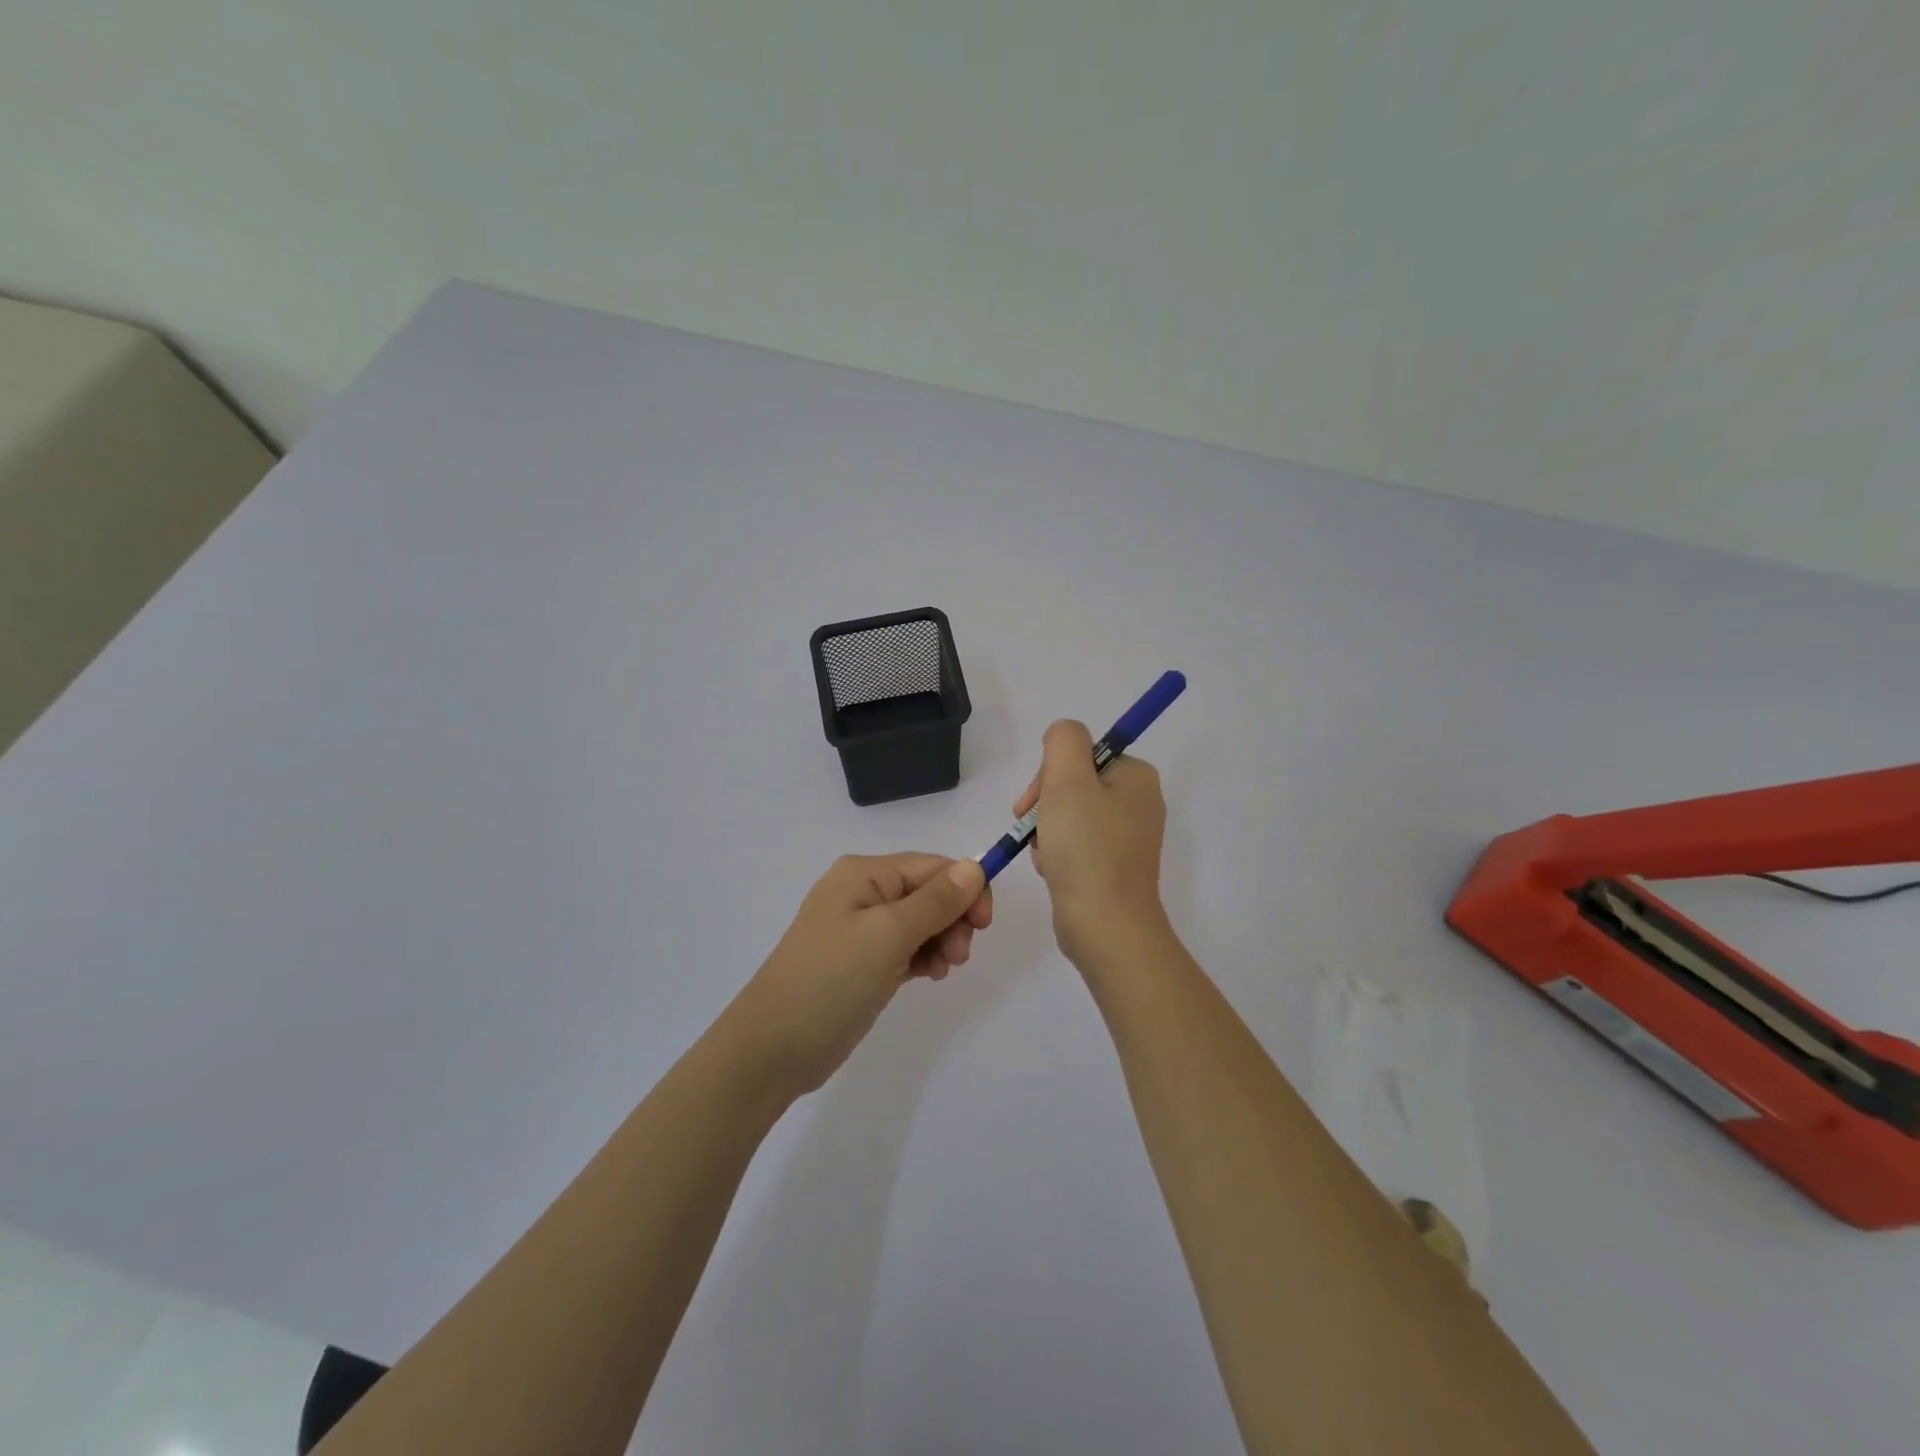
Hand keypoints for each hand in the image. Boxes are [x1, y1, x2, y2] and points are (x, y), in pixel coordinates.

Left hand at [723, 853, 992, 1098]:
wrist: (772, 1049)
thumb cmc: (831, 980)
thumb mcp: (888, 935)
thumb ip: (936, 900)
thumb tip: (975, 865)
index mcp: (864, 873)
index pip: (933, 866)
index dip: (966, 888)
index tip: (985, 925)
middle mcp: (863, 892)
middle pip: (929, 892)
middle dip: (953, 918)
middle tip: (959, 955)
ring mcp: (861, 929)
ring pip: (922, 921)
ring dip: (942, 939)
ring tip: (943, 969)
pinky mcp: (863, 962)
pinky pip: (907, 947)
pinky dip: (925, 957)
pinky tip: (930, 975)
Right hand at [1013, 720, 1167, 963]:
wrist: (1105, 926)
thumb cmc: (1086, 848)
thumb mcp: (1068, 779)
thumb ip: (1064, 740)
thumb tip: (1062, 738)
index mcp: (1137, 776)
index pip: (1082, 754)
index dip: (1051, 773)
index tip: (1035, 801)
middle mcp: (1139, 803)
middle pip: (1075, 784)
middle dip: (1045, 804)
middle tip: (1033, 828)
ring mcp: (1128, 838)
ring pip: (1069, 816)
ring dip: (1046, 830)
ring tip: (1045, 855)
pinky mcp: (1114, 867)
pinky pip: (1076, 845)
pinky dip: (1057, 853)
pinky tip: (1052, 870)